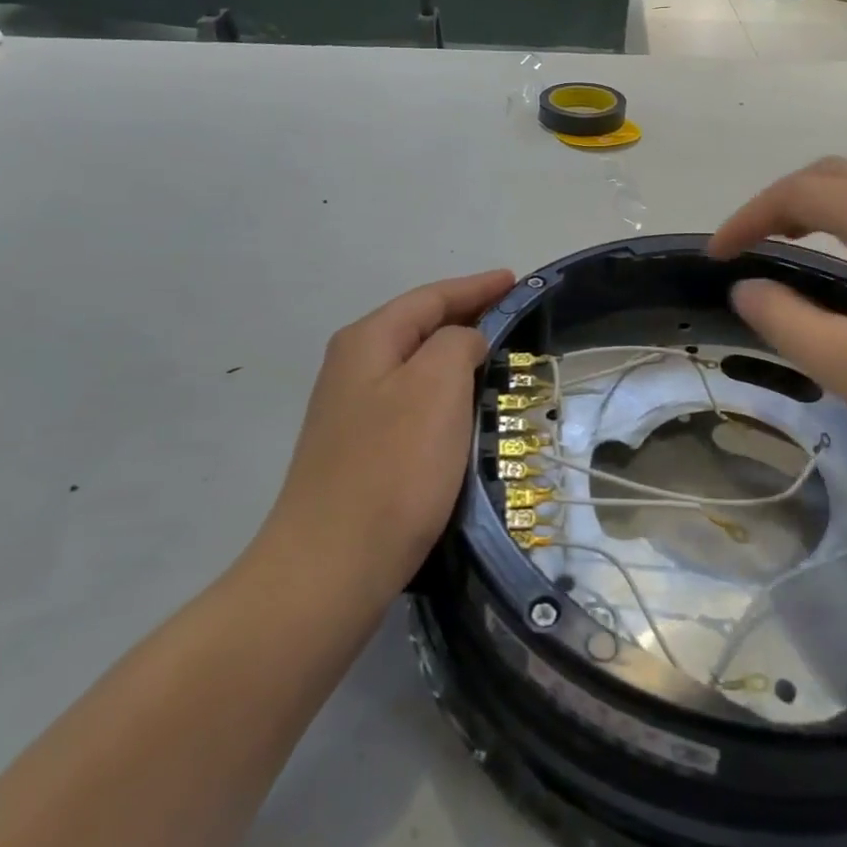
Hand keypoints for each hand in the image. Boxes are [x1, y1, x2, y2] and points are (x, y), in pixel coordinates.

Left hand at [255, 269, 514, 608]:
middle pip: (419, 326)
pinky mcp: (361, 451)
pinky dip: (445, 394)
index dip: (476, 286)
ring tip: (499, 358)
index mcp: (368, 341)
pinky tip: (465, 410)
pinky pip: (412, 403)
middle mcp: (353, 367)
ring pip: (416, 367)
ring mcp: (352, 412)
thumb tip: (464, 342)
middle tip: (515, 317)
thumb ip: (457, 343)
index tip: (515, 280)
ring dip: (456, 358)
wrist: (332, 566)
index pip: (430, 297)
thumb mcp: (436, 385)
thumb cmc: (393, 467)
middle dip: (467, 317)